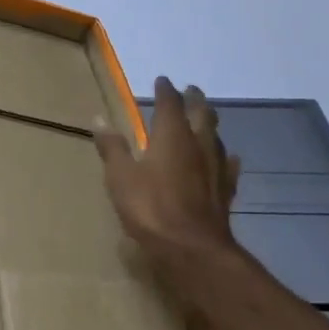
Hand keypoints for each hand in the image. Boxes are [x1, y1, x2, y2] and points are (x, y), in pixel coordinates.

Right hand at [94, 77, 243, 307]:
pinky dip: (226, 158)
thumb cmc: (150, 208)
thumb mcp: (120, 176)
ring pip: (217, 137)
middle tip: (192, 90)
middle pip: (202, 114)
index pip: (170, 103)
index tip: (163, 81)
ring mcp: (216, 168)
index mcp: (171, 136)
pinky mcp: (225, 191)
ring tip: (207, 119)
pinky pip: (228, 166)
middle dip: (195, 100)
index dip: (166, 90)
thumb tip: (99, 118)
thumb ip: (112, 147)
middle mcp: (198, 145)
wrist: (192, 249)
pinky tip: (229, 159)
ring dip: (211, 125)